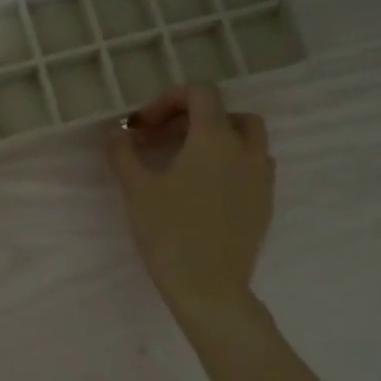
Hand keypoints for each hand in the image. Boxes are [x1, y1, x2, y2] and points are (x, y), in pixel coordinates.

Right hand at [105, 84, 273, 328]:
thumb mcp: (136, 189)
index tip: (144, 126)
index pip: (201, 93)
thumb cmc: (169, 232)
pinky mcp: (265, 203)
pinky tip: (207, 189)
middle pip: (228, 113)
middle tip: (166, 139)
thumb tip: (114, 131)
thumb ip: (123, 152)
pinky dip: (232, 164)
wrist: (209, 287)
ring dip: (219, 139)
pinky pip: (254, 168)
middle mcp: (245, 149)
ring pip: (248, 139)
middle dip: (196, 117)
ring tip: (188, 161)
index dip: (169, 100)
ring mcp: (261, 177)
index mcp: (214, 138)